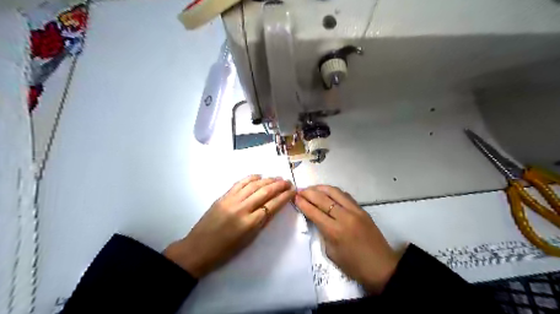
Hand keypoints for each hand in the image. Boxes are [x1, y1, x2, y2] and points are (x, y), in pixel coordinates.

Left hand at [164, 176, 294, 278]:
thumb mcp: (249, 240)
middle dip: (279, 185)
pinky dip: (251, 178)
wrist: (198, 249)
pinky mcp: (223, 196)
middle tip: (288, 181)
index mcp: (250, 223)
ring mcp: (231, 200)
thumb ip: (262, 222)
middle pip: (265, 192)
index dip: (284, 196)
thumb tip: (274, 206)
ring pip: (254, 185)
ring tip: (277, 178)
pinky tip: (259, 176)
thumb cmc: (226, 251)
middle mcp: (242, 209)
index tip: (292, 191)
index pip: (272, 205)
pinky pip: (240, 183)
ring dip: (268, 180)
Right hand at [294, 186, 400, 292]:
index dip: (303, 203)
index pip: (314, 212)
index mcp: (334, 231)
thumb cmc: (354, 266)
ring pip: (335, 192)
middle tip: (300, 190)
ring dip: (321, 188)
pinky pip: (345, 196)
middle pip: (322, 199)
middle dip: (309, 193)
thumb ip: (323, 233)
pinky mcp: (362, 210)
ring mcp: (355, 211)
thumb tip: (317, 219)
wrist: (382, 267)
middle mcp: (344, 217)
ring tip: (312, 188)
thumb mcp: (331, 253)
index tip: (295, 197)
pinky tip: (328, 192)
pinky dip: (334, 192)